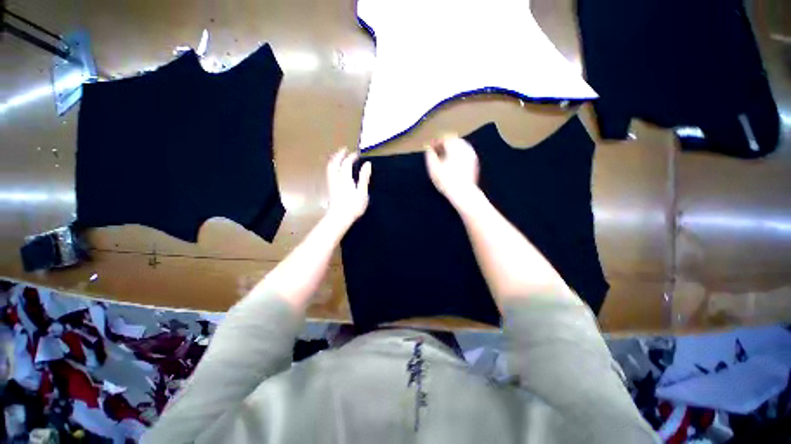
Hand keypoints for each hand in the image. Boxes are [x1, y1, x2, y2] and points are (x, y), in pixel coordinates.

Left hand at [325, 148, 371, 226]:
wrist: (339, 217)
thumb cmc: (353, 206)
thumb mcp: (362, 191)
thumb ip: (364, 177)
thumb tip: (367, 164)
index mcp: (345, 177)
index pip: (347, 162)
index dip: (352, 156)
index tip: (357, 153)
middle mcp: (336, 177)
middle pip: (335, 162)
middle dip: (339, 154)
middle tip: (344, 149)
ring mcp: (331, 183)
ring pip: (330, 167)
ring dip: (334, 159)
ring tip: (338, 156)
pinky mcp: (330, 188)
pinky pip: (329, 172)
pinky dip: (332, 166)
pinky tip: (335, 170)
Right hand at [425, 136, 479, 203]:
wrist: (463, 192)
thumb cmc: (446, 180)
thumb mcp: (433, 168)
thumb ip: (430, 155)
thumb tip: (429, 148)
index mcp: (454, 146)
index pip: (445, 137)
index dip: (436, 141)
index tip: (430, 146)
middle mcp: (464, 147)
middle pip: (453, 139)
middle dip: (444, 143)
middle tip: (436, 150)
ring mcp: (471, 154)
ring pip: (460, 145)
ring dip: (451, 148)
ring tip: (444, 157)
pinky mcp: (474, 162)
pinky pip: (465, 153)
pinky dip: (458, 154)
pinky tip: (453, 163)